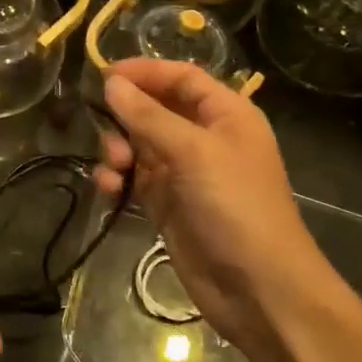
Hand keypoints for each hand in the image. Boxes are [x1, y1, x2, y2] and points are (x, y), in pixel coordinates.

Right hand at [95, 59, 343, 351]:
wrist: (258, 288)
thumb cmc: (235, 206)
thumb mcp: (193, 152)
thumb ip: (148, 116)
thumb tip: (111, 82)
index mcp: (226, 115)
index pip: (181, 78)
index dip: (144, 72)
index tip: (102, 74)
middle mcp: (205, 138)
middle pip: (155, 109)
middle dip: (126, 117)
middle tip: (104, 130)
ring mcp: (185, 172)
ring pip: (139, 144)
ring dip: (118, 149)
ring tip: (113, 168)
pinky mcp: (167, 204)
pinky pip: (135, 177)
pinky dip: (118, 178)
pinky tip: (109, 188)